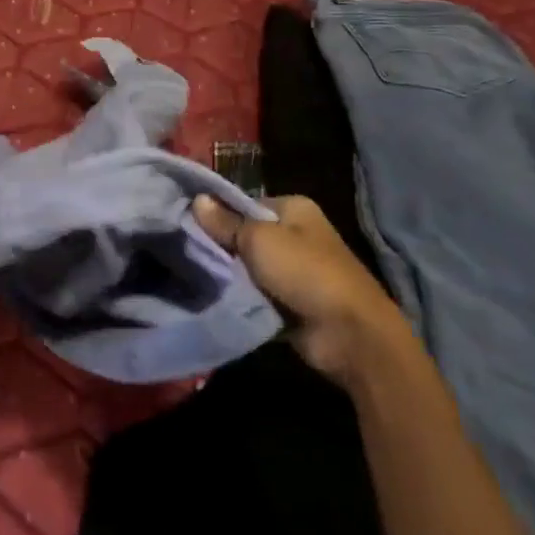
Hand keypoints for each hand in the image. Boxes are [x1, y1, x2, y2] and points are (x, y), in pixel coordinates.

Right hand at [192, 193, 406, 384]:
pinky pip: (254, 292)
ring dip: (228, 274)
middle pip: (244, 234)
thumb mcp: (258, 239)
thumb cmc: (305, 272)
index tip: (186, 224)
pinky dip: (239, 296)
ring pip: (246, 266)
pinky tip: (213, 295)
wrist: (349, 334)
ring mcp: (293, 269)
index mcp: (293, 209)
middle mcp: (294, 234)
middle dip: (219, 246)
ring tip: (192, 274)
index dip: (216, 213)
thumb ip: (225, 222)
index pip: (243, 203)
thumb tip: (196, 200)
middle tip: (185, 251)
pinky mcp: (289, 300)